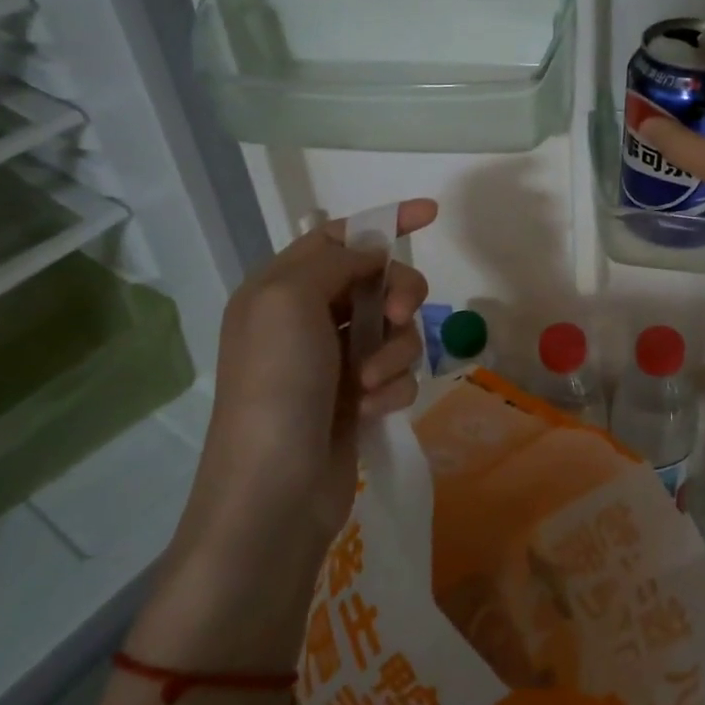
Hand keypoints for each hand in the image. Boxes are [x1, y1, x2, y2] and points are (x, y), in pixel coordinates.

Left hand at [179, 200, 437, 567]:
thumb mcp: (289, 300)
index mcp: (280, 288)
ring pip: (394, 330)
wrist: (274, 490)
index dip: (384, 221)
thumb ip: (335, 260)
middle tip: (397, 315)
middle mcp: (307, 319)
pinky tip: (372, 410)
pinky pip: (397, 373)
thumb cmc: (276, 385)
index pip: (339, 236)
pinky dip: (392, 387)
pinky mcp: (357, 400)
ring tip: (370, 384)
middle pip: (377, 282)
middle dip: (398, 294)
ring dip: (393, 351)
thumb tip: (373, 254)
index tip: (430, 215)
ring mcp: (334, 362)